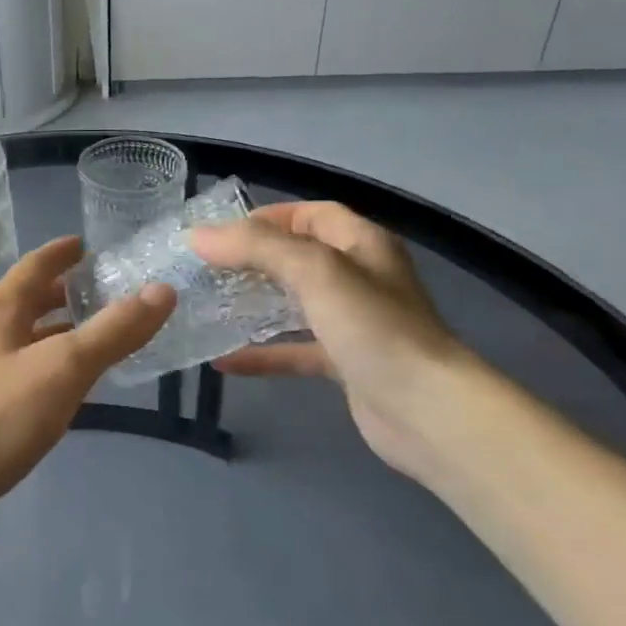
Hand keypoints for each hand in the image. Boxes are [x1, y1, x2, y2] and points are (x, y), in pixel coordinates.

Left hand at [0, 236, 173, 522]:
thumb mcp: (64, 367)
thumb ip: (113, 330)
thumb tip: (162, 290)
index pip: (34, 266)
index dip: (61, 252)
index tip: (88, 243)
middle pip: (30, 302)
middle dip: (66, 294)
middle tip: (109, 291)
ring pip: (29, 340)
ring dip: (62, 333)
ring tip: (103, 335)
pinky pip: (27, 374)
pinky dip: (54, 368)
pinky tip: (76, 386)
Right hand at [190, 202, 465, 479]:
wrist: (427, 411)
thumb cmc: (374, 328)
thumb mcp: (314, 271)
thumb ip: (256, 247)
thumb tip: (198, 236)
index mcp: (362, 244)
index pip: (312, 214)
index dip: (269, 217)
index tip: (221, 234)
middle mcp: (359, 278)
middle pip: (299, 257)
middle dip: (253, 260)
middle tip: (205, 270)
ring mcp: (353, 323)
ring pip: (295, 304)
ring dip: (255, 304)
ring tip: (209, 307)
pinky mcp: (346, 364)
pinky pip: (295, 350)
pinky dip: (263, 353)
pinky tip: (224, 361)